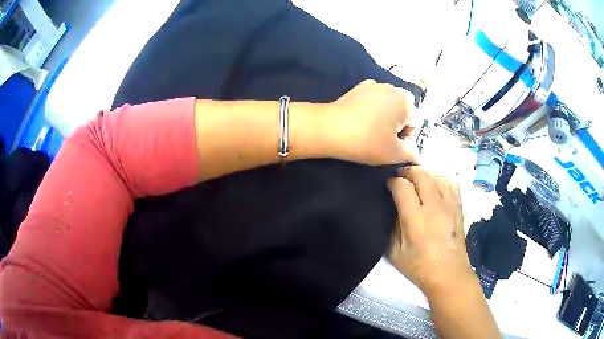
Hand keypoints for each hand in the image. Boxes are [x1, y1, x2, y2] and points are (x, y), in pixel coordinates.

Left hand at [327, 80, 416, 164]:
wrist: (330, 128)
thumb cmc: (367, 141)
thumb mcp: (395, 153)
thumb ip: (411, 153)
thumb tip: (414, 151)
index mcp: (406, 101)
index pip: (416, 124)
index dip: (407, 139)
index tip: (393, 147)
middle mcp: (393, 88)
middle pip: (403, 112)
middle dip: (398, 126)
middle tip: (383, 140)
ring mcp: (374, 85)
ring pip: (388, 105)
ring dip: (385, 118)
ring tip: (371, 131)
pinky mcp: (358, 88)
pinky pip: (373, 101)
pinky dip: (372, 110)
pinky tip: (361, 121)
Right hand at [386, 166, 474, 295]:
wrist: (449, 274)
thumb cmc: (419, 267)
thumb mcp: (394, 252)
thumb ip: (391, 226)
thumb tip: (392, 206)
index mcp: (416, 220)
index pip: (403, 186)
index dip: (393, 181)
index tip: (389, 186)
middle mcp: (434, 207)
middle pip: (421, 174)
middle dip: (407, 171)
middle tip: (400, 177)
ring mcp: (449, 204)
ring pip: (436, 175)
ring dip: (423, 173)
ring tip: (415, 180)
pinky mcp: (458, 206)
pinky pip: (450, 182)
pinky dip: (439, 179)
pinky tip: (434, 185)